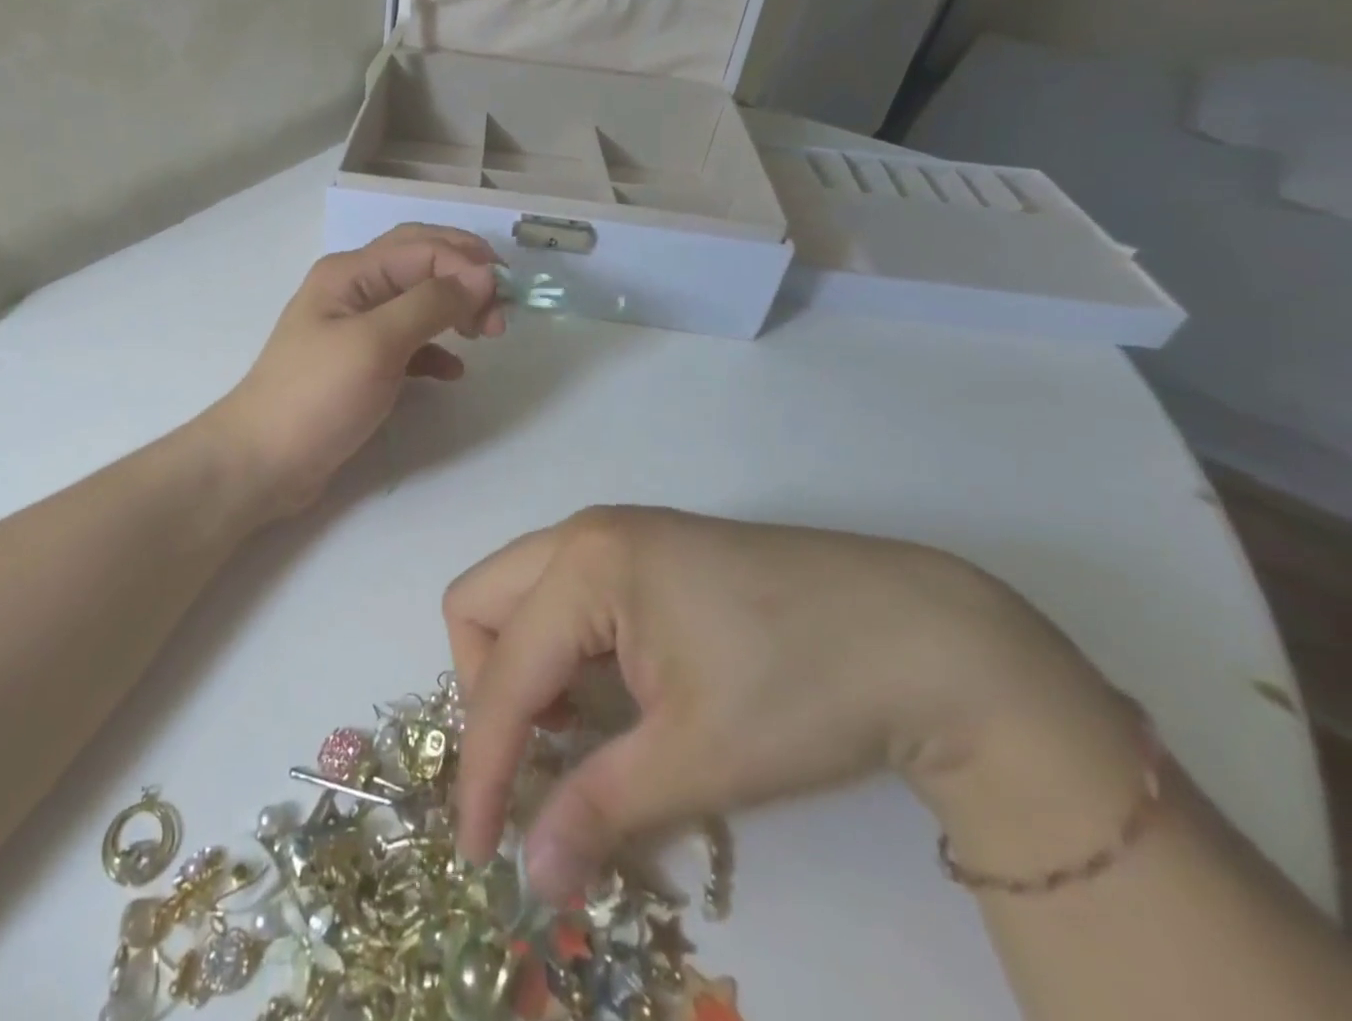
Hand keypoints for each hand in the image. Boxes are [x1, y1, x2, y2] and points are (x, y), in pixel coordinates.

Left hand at [208, 225, 505, 519]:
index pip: (423, 247)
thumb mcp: (376, 344)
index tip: (502, 303)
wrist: (263, 462)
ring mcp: (354, 328)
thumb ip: (431, 304)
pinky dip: (435, 350)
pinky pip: (408, 343)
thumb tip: (483, 276)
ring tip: (486, 335)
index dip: (467, 267)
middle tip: (500, 310)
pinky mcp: (360, 364)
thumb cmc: (317, 396)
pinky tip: (453, 371)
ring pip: (417, 302)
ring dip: (454, 310)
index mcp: (350, 273)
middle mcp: (352, 290)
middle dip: (465, 277)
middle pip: (421, 263)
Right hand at [446, 506, 1132, 900]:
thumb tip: (531, 876)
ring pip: (519, 591)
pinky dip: (560, 646)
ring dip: (523, 664)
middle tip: (533, 759)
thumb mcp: (697, 759)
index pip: (505, 674)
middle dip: (486, 687)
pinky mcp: (646, 549)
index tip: (481, 851)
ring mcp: (617, 533)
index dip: (483, 766)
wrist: (927, 637)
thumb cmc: (804, 690)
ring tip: (574, 732)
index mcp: (586, 565)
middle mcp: (586, 533)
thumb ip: (599, 809)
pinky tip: (611, 694)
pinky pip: (563, 592)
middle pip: (481, 602)